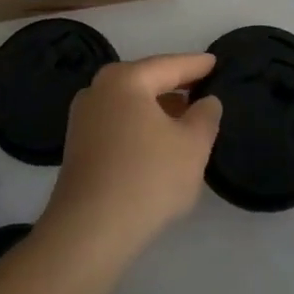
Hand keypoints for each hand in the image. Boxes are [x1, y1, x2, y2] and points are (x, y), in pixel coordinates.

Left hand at [42, 54, 221, 264]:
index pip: (169, 65)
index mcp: (125, 79)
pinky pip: (118, 124)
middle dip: (175, 86)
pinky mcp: (78, 147)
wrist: (89, 231)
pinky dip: (140, 127)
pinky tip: (157, 143)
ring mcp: (83, 118)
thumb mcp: (193, 146)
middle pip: (146, 81)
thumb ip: (205, 116)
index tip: (215, 62)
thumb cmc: (147, 178)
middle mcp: (98, 90)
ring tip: (185, 117)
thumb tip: (206, 102)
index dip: (196, 65)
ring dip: (157, 109)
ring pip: (130, 104)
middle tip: (202, 87)